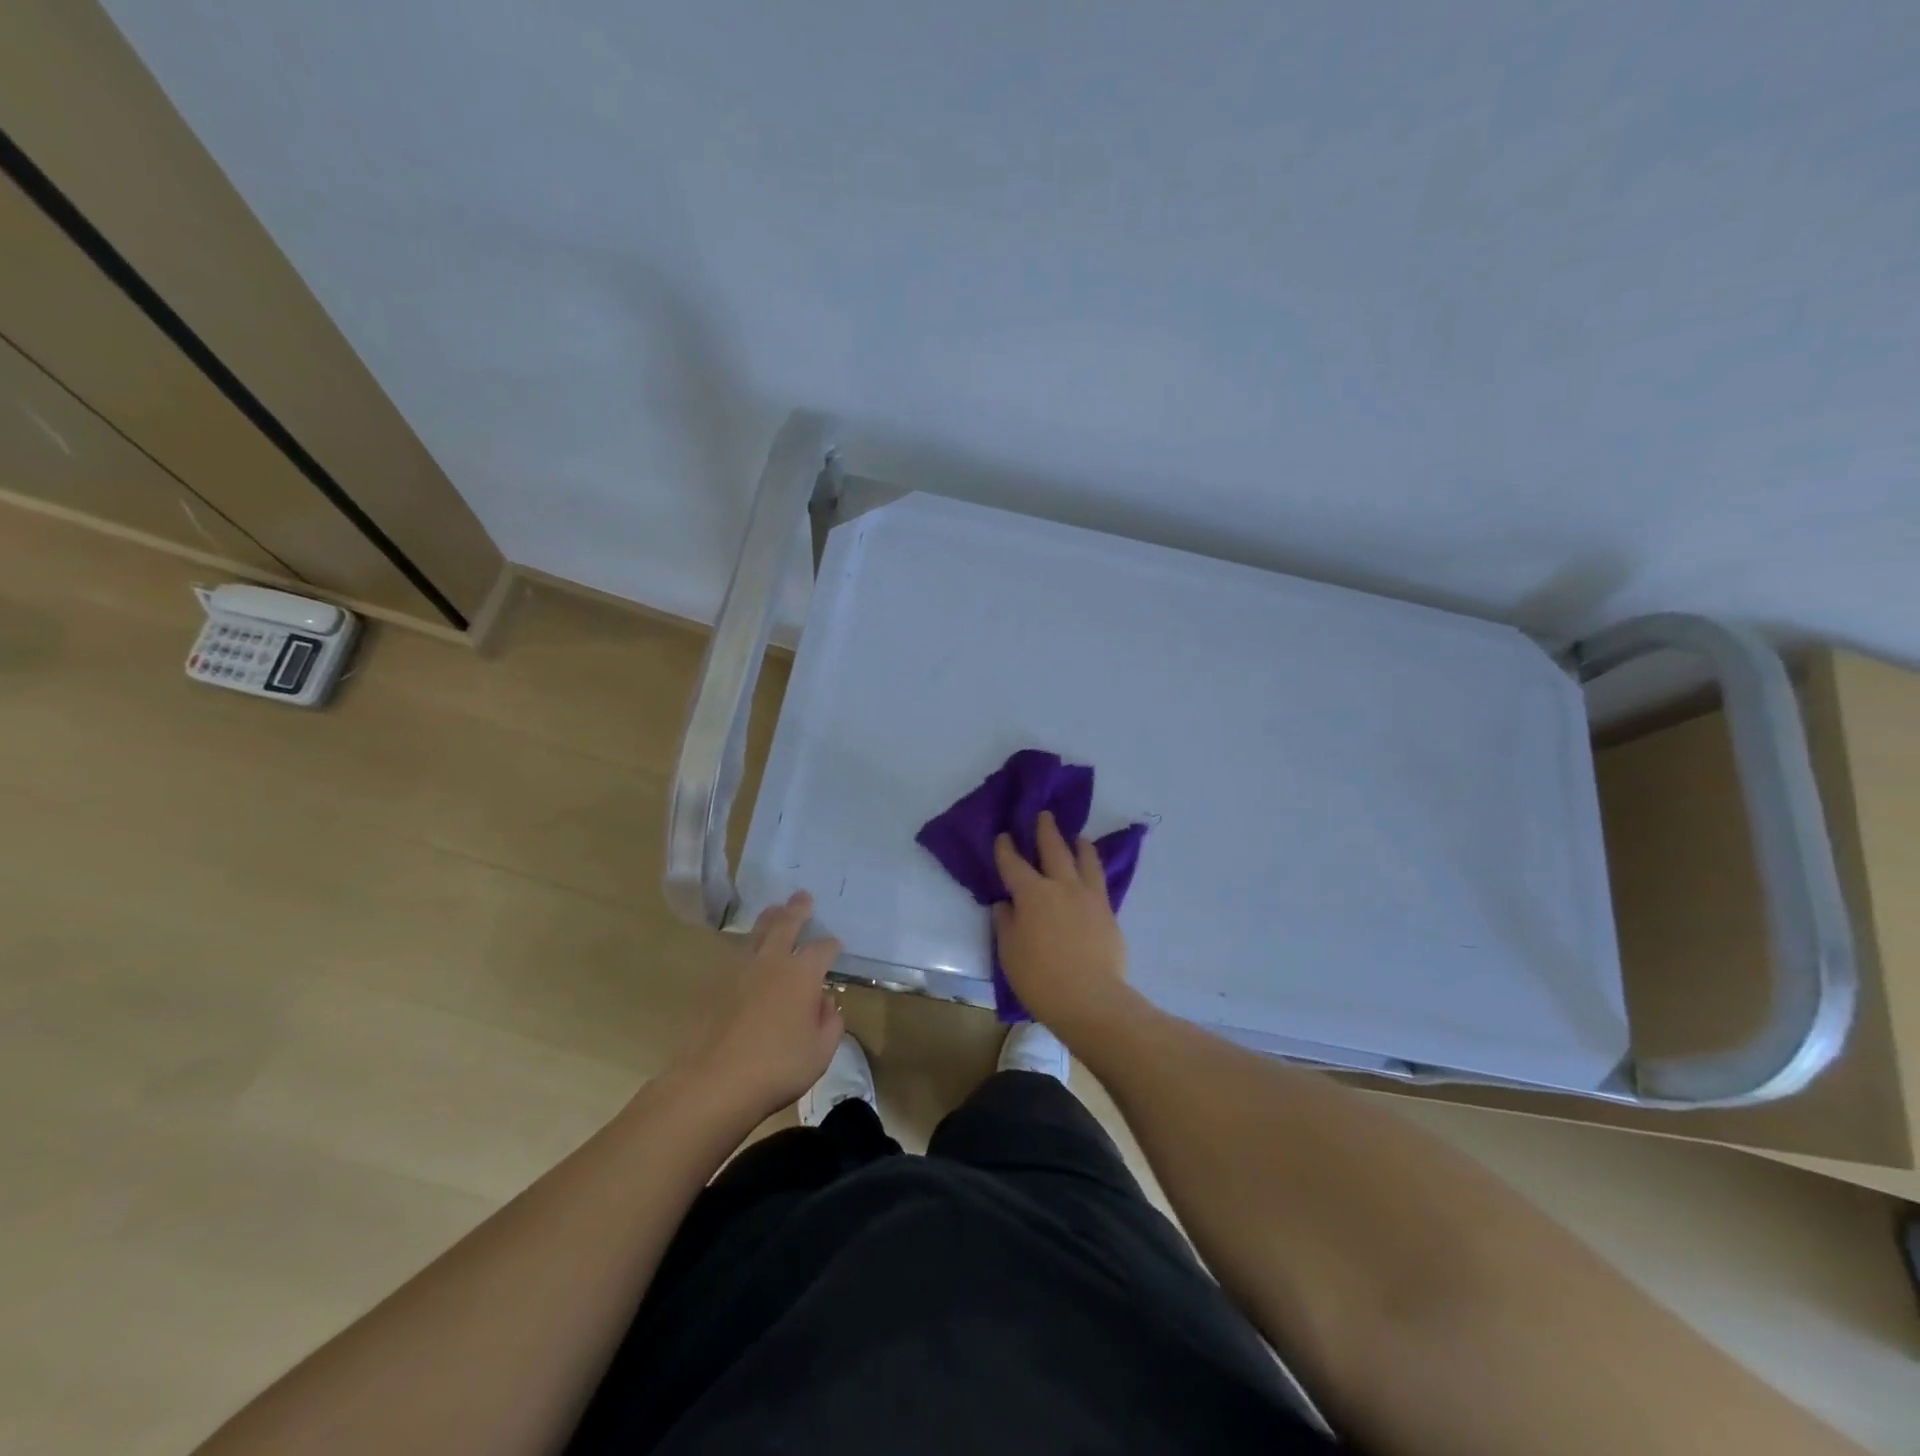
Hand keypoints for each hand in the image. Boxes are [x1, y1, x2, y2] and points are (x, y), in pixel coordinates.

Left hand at [682, 891, 843, 1116]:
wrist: (714, 1082)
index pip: (822, 949)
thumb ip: (830, 1023)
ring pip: (757, 933)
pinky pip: (735, 956)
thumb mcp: (821, 1053)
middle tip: (802, 896)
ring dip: (769, 919)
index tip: (835, 945)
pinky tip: (748, 955)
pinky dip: (746, 948)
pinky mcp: (714, 985)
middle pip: (786, 924)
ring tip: (774, 911)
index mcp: (802, 975)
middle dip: (797, 909)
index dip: (831, 946)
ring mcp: (739, 971)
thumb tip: (824, 1003)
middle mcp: (772, 962)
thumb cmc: (777, 1068)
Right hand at [993, 811, 1135, 1038]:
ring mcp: (1090, 898)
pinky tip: (1092, 874)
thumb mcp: (1009, 953)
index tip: (1004, 836)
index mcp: (1032, 894)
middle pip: (1054, 850)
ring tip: (1079, 838)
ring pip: (1086, 861)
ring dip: (1079, 845)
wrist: (1091, 1000)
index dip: (1006, 849)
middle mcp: (1062, 886)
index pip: (1014, 864)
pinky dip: (1094, 870)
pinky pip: (1100, 882)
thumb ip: (1007, 923)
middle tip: (1044, 815)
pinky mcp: (1108, 913)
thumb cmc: (1040, 979)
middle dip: (1046, 831)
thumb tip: (1006, 905)